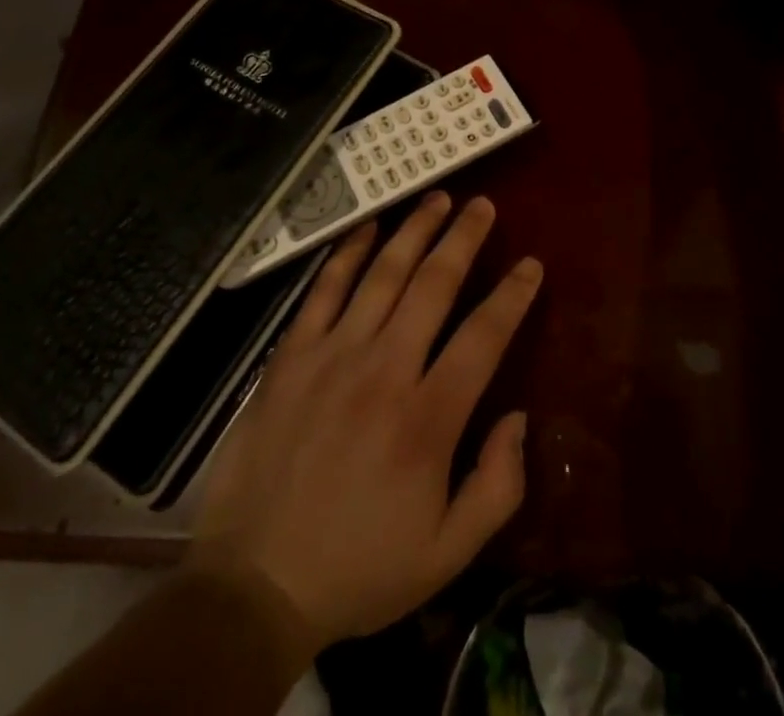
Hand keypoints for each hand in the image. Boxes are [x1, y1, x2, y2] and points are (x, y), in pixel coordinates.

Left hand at [193, 194, 541, 650]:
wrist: (253, 584)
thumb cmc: (358, 568)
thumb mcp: (446, 555)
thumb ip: (497, 487)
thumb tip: (518, 417)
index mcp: (427, 419)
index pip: (483, 337)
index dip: (512, 295)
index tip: (530, 263)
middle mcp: (384, 370)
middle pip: (434, 286)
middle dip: (464, 239)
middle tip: (483, 205)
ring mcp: (333, 356)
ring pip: (383, 274)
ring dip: (415, 231)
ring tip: (438, 199)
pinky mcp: (291, 356)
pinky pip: (324, 290)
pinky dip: (347, 253)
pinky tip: (368, 227)